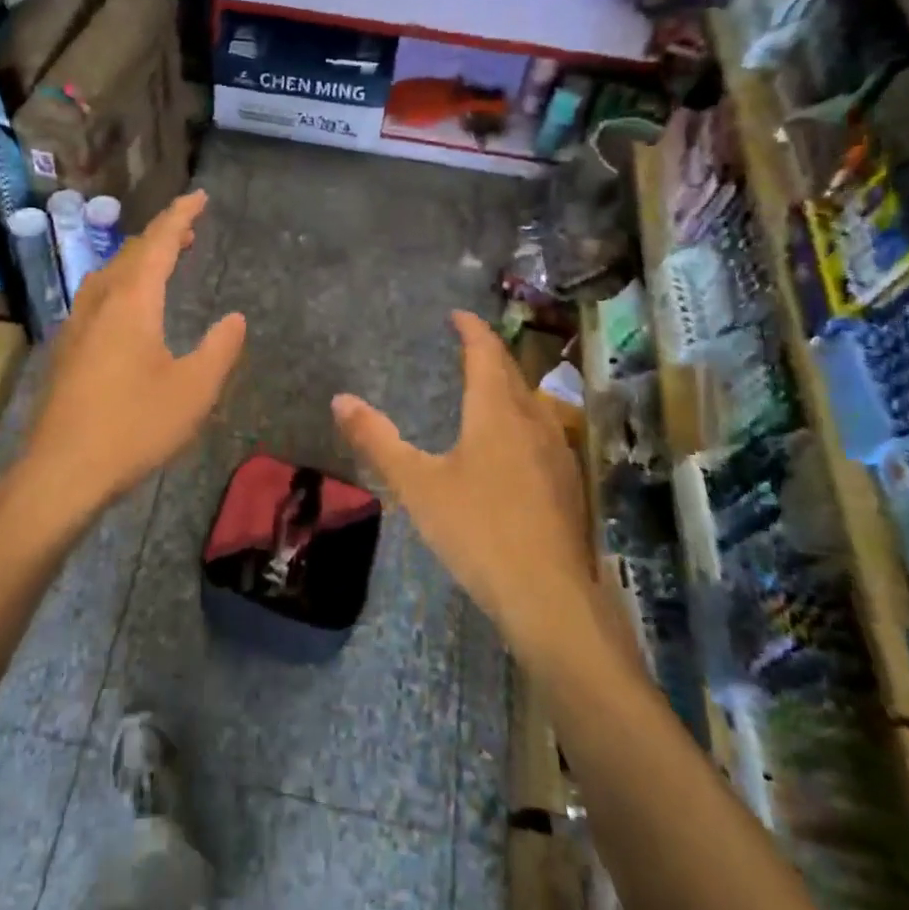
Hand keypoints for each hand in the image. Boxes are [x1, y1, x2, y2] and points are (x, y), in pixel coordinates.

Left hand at [22, 191, 246, 510]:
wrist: (63, 470)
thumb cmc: (134, 427)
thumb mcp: (194, 390)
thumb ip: (219, 349)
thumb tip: (234, 319)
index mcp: (131, 303)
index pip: (158, 243)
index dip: (181, 216)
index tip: (200, 196)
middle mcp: (99, 303)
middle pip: (130, 254)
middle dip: (161, 236)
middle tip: (189, 230)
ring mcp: (76, 326)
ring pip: (108, 275)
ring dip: (138, 260)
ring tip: (164, 262)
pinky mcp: (66, 351)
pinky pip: (97, 298)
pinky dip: (122, 285)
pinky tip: (128, 309)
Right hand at [332, 312, 593, 646]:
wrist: (548, 594)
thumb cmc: (477, 529)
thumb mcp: (417, 485)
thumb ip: (378, 440)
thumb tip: (340, 399)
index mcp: (496, 412)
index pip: (486, 354)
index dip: (471, 330)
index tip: (457, 315)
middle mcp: (534, 422)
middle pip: (513, 374)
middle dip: (490, 355)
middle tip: (468, 347)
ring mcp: (558, 452)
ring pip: (533, 404)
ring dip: (510, 387)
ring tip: (487, 389)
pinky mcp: (568, 483)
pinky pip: (543, 432)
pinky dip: (522, 419)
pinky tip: (513, 446)